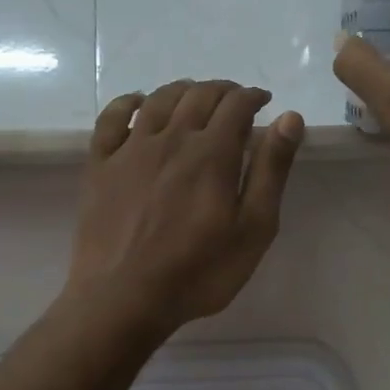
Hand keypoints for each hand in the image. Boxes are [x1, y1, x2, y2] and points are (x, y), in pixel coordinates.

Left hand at [67, 79, 304, 331]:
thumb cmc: (199, 271)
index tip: (263, 102)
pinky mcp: (100, 165)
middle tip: (235, 101)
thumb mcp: (253, 228)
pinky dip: (128, 102)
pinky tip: (138, 102)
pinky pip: (111, 118)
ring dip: (183, 90)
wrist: (123, 299)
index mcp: (212, 153)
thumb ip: (272, 170)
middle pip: (199, 95)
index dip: (253, 96)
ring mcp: (131, 149)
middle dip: (223, 90)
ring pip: (159, 99)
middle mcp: (171, 138)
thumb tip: (289, 118)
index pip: (236, 104)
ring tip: (196, 97)